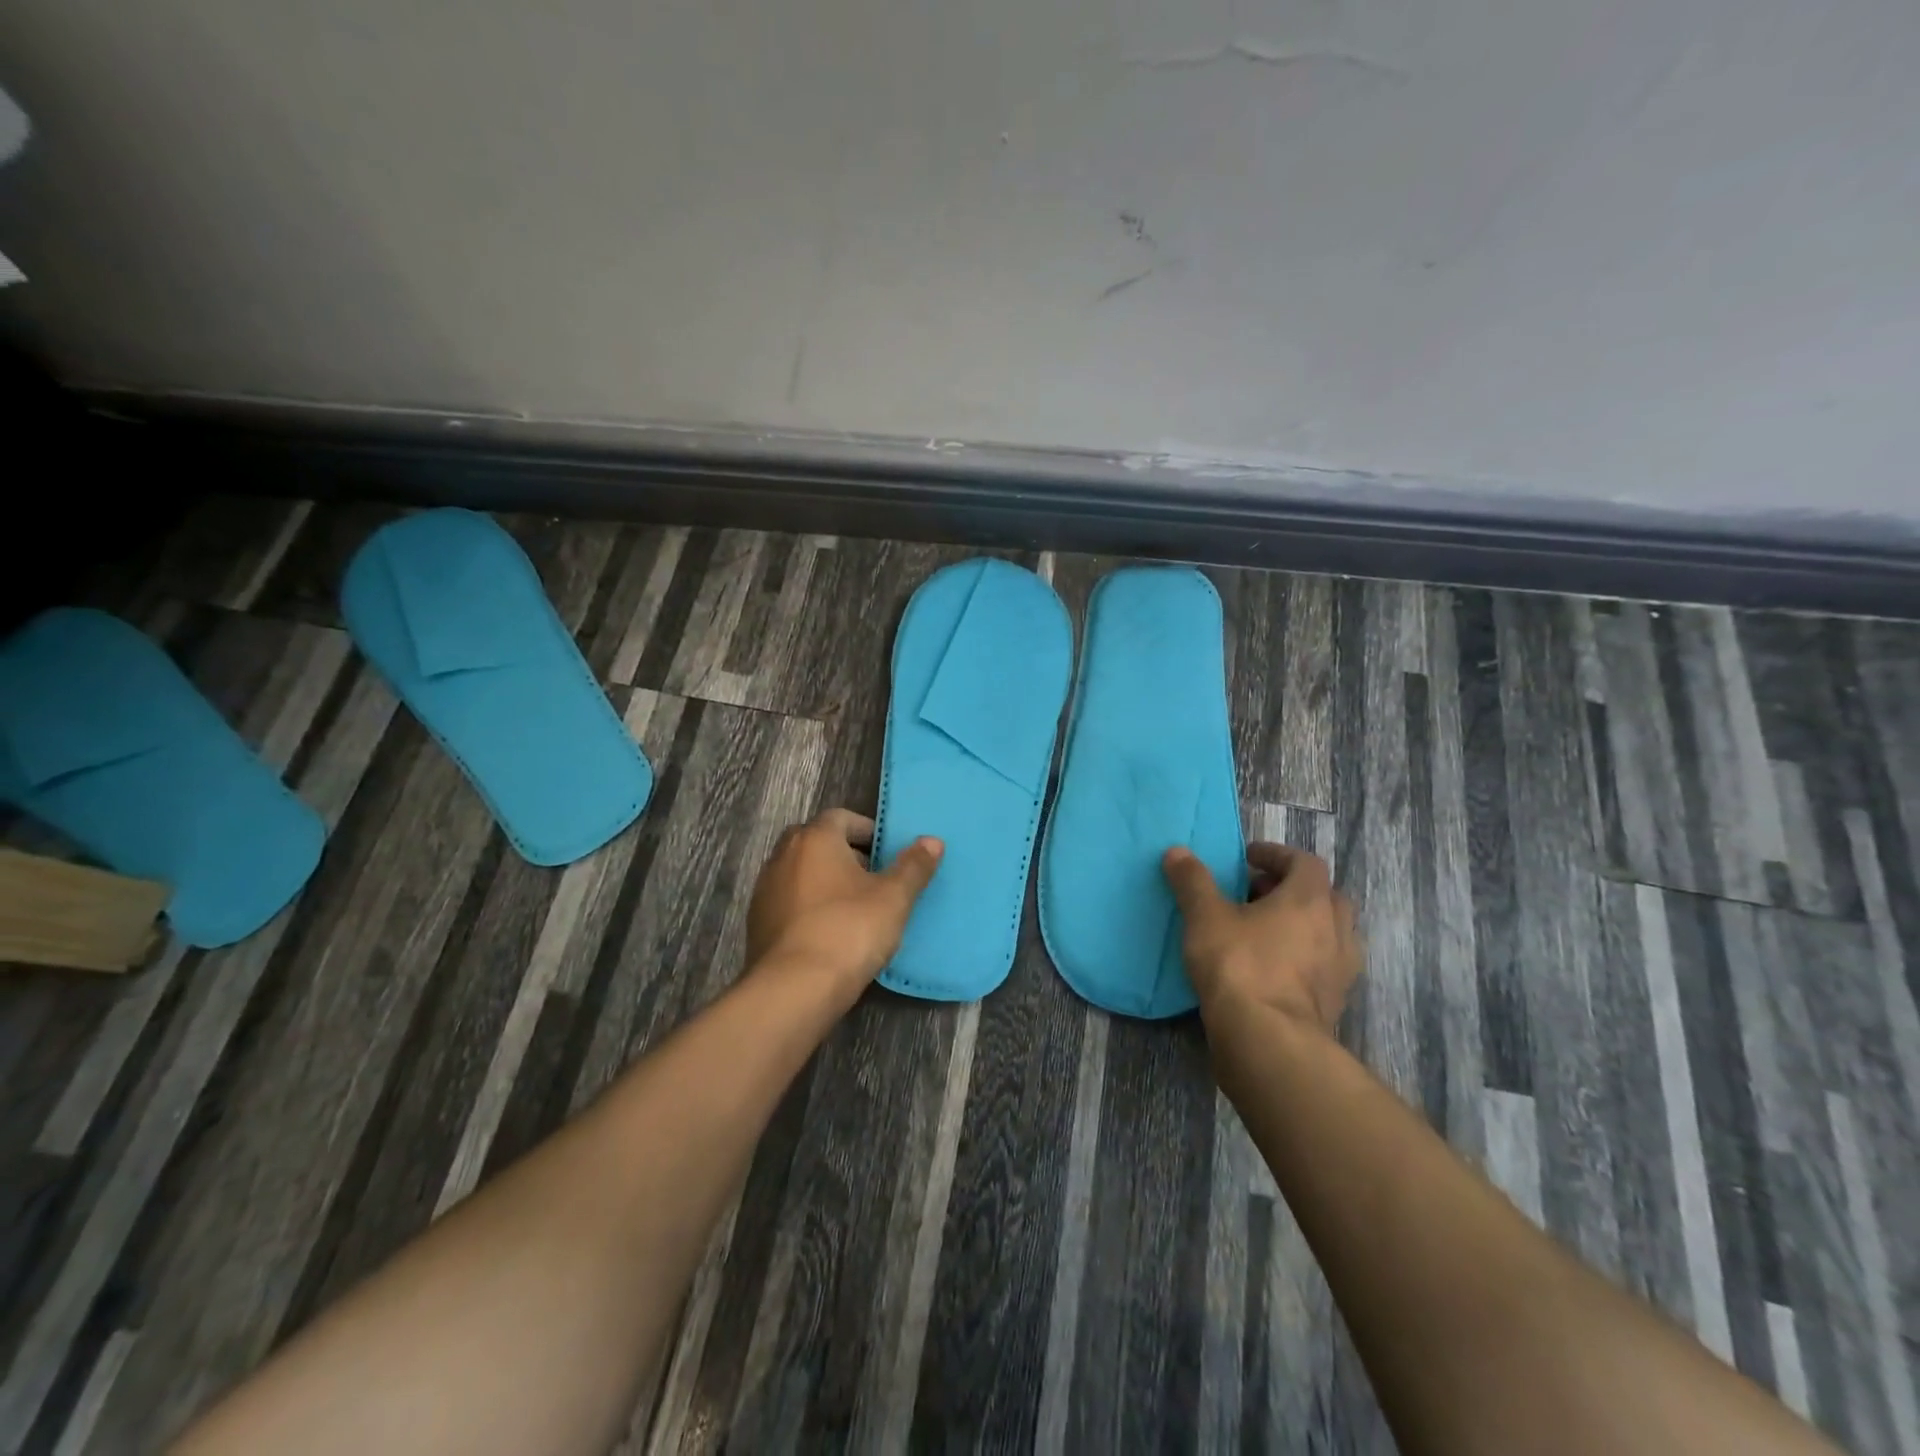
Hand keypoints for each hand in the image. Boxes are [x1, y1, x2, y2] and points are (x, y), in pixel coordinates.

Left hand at [746, 809, 942, 990]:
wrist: (794, 988)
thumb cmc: (849, 930)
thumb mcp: (893, 898)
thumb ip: (913, 866)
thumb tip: (932, 840)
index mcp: (815, 839)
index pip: (841, 817)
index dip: (866, 830)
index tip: (886, 851)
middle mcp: (783, 855)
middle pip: (816, 841)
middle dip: (843, 853)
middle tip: (871, 876)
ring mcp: (765, 890)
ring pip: (799, 872)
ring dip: (823, 880)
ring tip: (852, 906)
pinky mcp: (757, 923)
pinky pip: (788, 901)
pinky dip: (807, 906)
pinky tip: (827, 931)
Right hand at [1162, 842, 1360, 1034]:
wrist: (1269, 1041)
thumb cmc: (1239, 965)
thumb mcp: (1205, 917)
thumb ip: (1193, 881)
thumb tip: (1177, 851)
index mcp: (1310, 900)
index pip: (1305, 862)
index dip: (1277, 855)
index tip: (1249, 858)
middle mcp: (1336, 928)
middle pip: (1324, 896)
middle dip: (1292, 890)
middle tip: (1256, 894)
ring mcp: (1341, 969)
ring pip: (1330, 933)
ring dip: (1303, 925)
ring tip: (1265, 932)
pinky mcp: (1335, 1002)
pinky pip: (1325, 966)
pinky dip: (1304, 958)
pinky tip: (1274, 968)